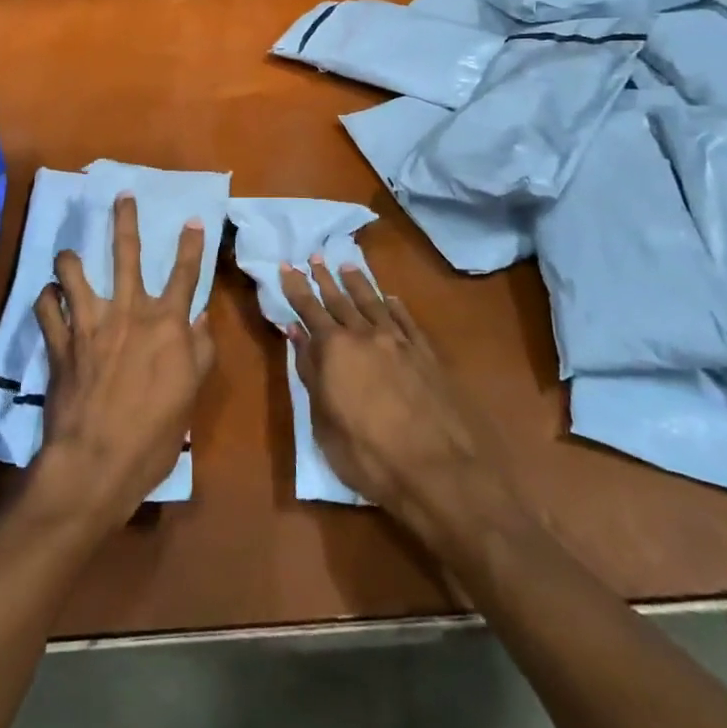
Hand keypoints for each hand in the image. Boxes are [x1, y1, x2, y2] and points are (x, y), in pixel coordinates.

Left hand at [30, 194, 214, 531]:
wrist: (96, 461)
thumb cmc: (154, 435)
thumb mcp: (189, 395)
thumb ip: (198, 351)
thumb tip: (201, 318)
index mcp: (166, 324)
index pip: (184, 274)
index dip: (192, 245)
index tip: (195, 220)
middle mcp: (127, 312)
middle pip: (126, 254)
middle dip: (125, 220)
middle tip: (122, 195)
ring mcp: (89, 324)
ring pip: (73, 272)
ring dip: (69, 259)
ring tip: (68, 254)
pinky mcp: (59, 343)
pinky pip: (46, 308)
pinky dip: (46, 300)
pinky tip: (48, 298)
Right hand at [281, 259, 524, 551]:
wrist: (439, 471)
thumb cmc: (368, 455)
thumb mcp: (324, 422)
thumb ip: (310, 372)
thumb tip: (295, 334)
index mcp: (335, 350)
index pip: (309, 310)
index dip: (296, 288)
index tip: (287, 266)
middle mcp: (366, 336)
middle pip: (341, 300)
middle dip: (325, 278)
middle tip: (315, 256)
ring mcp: (399, 343)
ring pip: (373, 303)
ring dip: (358, 284)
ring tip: (347, 266)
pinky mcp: (427, 355)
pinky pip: (406, 321)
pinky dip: (395, 306)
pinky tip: (390, 298)